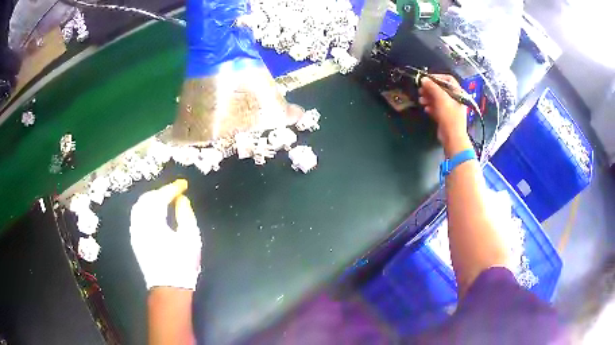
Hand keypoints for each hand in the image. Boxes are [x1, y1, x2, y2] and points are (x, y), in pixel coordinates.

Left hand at [130, 179, 201, 289]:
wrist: (169, 287)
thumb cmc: (182, 263)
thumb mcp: (190, 238)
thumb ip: (185, 215)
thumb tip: (181, 200)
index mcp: (153, 222)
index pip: (160, 197)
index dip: (172, 188)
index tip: (183, 185)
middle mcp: (140, 224)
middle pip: (146, 199)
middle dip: (160, 192)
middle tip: (174, 191)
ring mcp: (136, 232)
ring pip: (139, 207)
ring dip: (151, 199)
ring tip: (164, 199)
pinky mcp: (135, 240)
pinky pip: (137, 216)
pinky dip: (146, 209)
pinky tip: (154, 213)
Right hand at [418, 75, 470, 154]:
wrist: (452, 138)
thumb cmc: (449, 117)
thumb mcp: (441, 99)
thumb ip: (432, 87)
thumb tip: (424, 79)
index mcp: (458, 93)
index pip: (448, 79)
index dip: (436, 77)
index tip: (426, 79)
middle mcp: (455, 99)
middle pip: (441, 89)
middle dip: (430, 89)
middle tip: (420, 90)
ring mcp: (450, 108)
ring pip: (438, 99)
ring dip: (428, 98)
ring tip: (421, 100)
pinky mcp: (445, 116)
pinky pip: (437, 108)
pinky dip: (431, 107)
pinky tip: (426, 108)